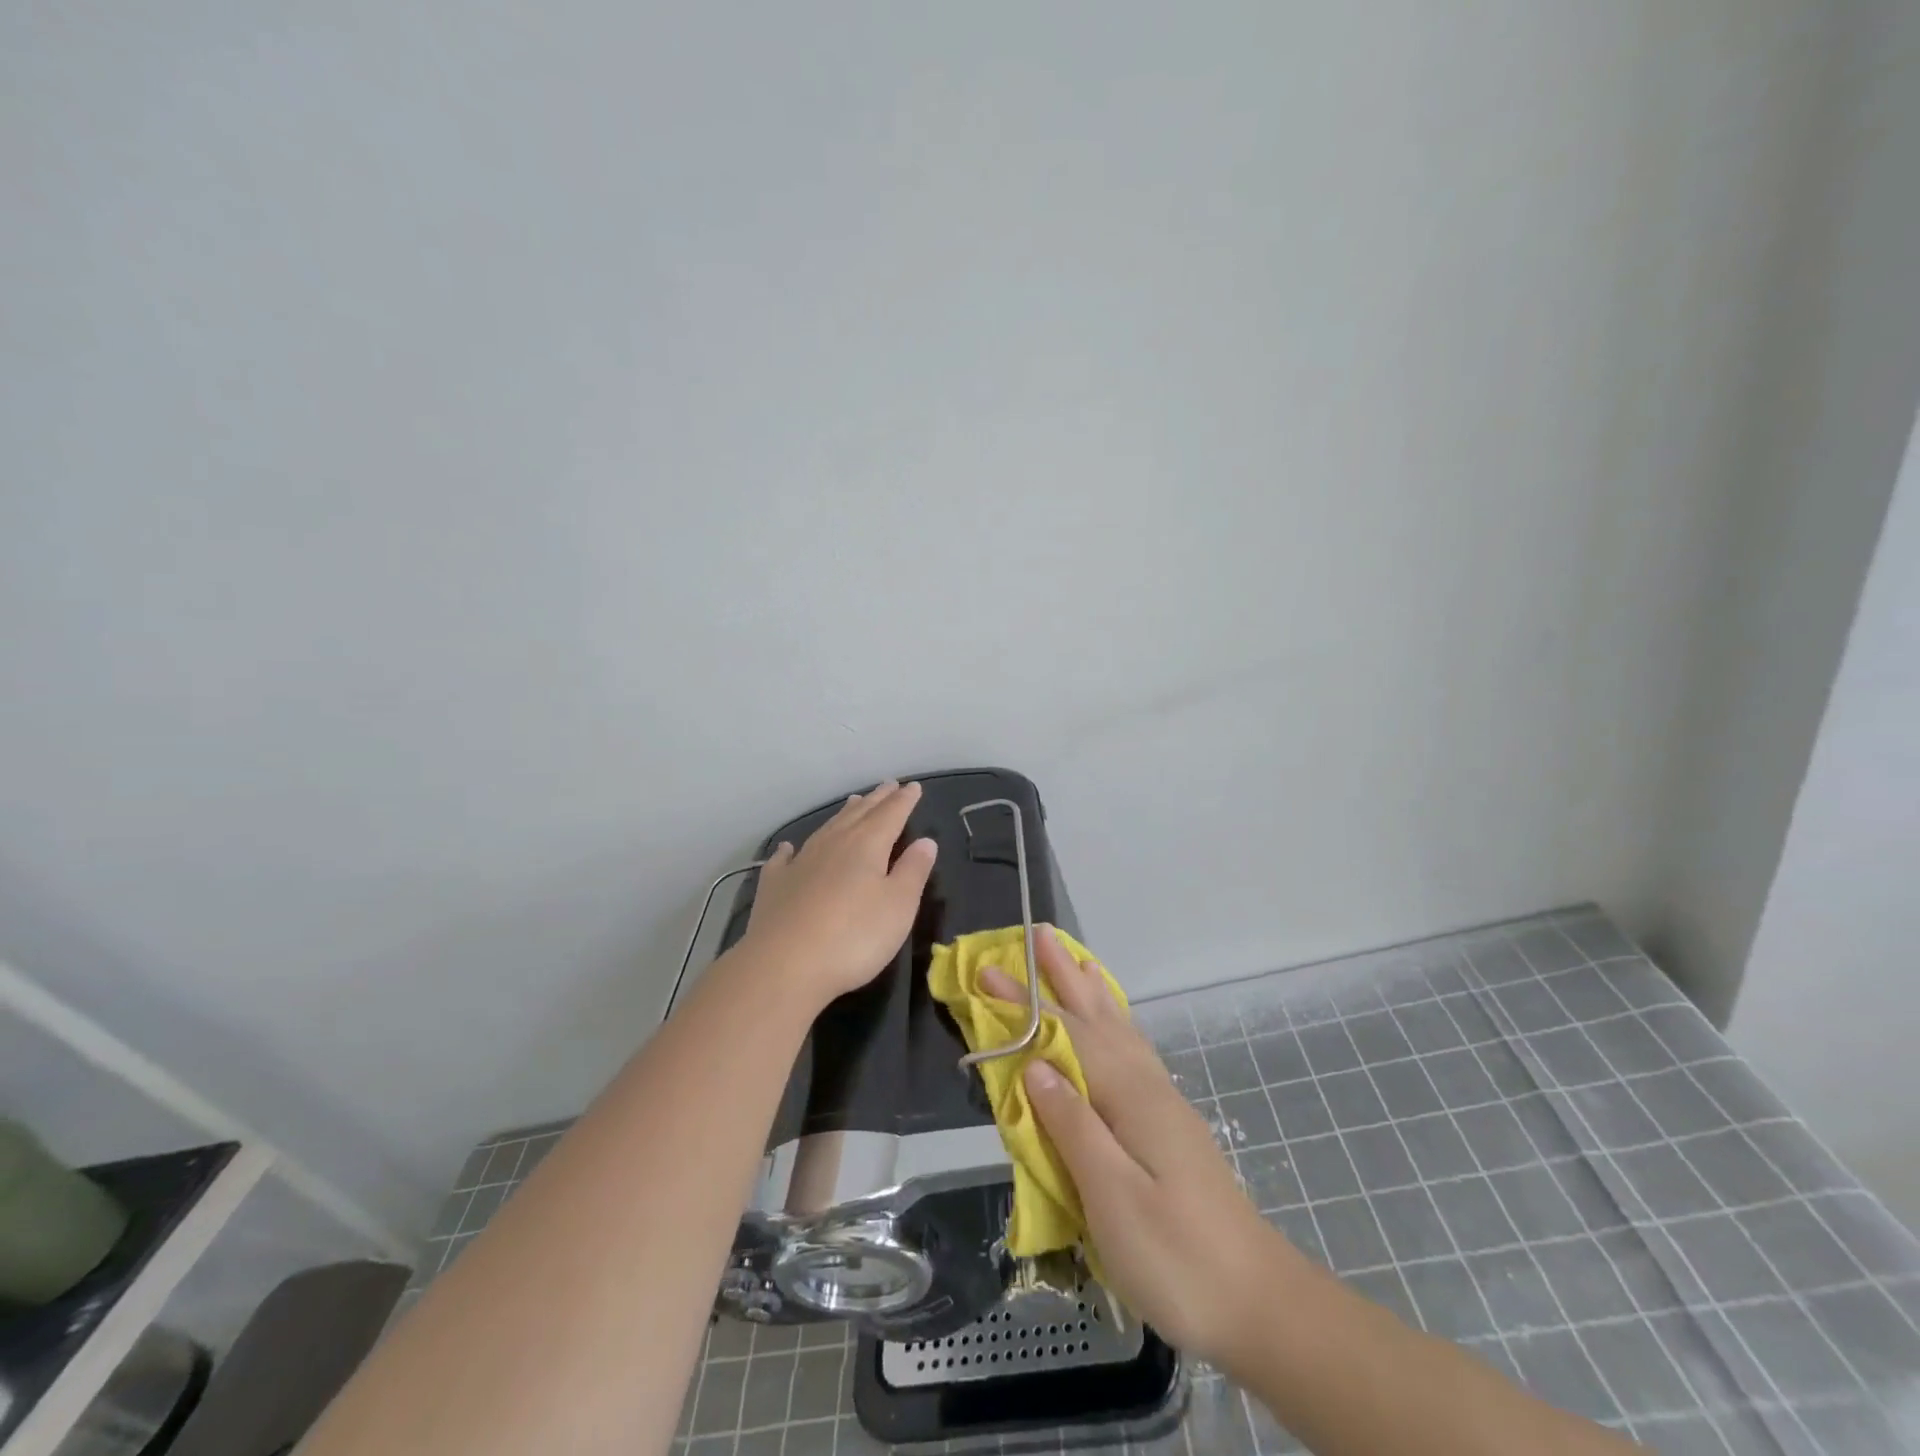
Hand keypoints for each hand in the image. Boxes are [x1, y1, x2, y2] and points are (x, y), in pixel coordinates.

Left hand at [741, 780, 938, 1008]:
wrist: (784, 966)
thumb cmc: (854, 937)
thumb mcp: (898, 906)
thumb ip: (913, 871)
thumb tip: (926, 841)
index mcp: (867, 846)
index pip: (891, 815)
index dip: (904, 801)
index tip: (914, 787)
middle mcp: (833, 844)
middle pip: (859, 815)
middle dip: (877, 800)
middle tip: (888, 785)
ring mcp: (800, 863)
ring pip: (826, 829)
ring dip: (842, 815)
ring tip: (853, 802)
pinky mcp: (775, 887)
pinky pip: (784, 859)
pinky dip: (789, 850)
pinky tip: (788, 848)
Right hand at [982, 928, 1304, 1365]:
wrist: (1260, 1304)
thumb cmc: (1178, 1258)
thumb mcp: (1114, 1198)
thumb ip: (1073, 1125)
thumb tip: (1035, 1064)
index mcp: (1131, 1097)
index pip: (1067, 1035)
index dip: (1026, 1004)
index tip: (988, 973)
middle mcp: (1148, 1086)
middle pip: (1097, 1018)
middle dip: (1064, 977)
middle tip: (1039, 935)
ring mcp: (1164, 1104)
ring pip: (1120, 1030)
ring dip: (1092, 993)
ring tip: (1076, 962)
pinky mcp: (1169, 1125)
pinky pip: (1133, 1051)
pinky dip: (1116, 1024)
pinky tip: (1113, 1029)